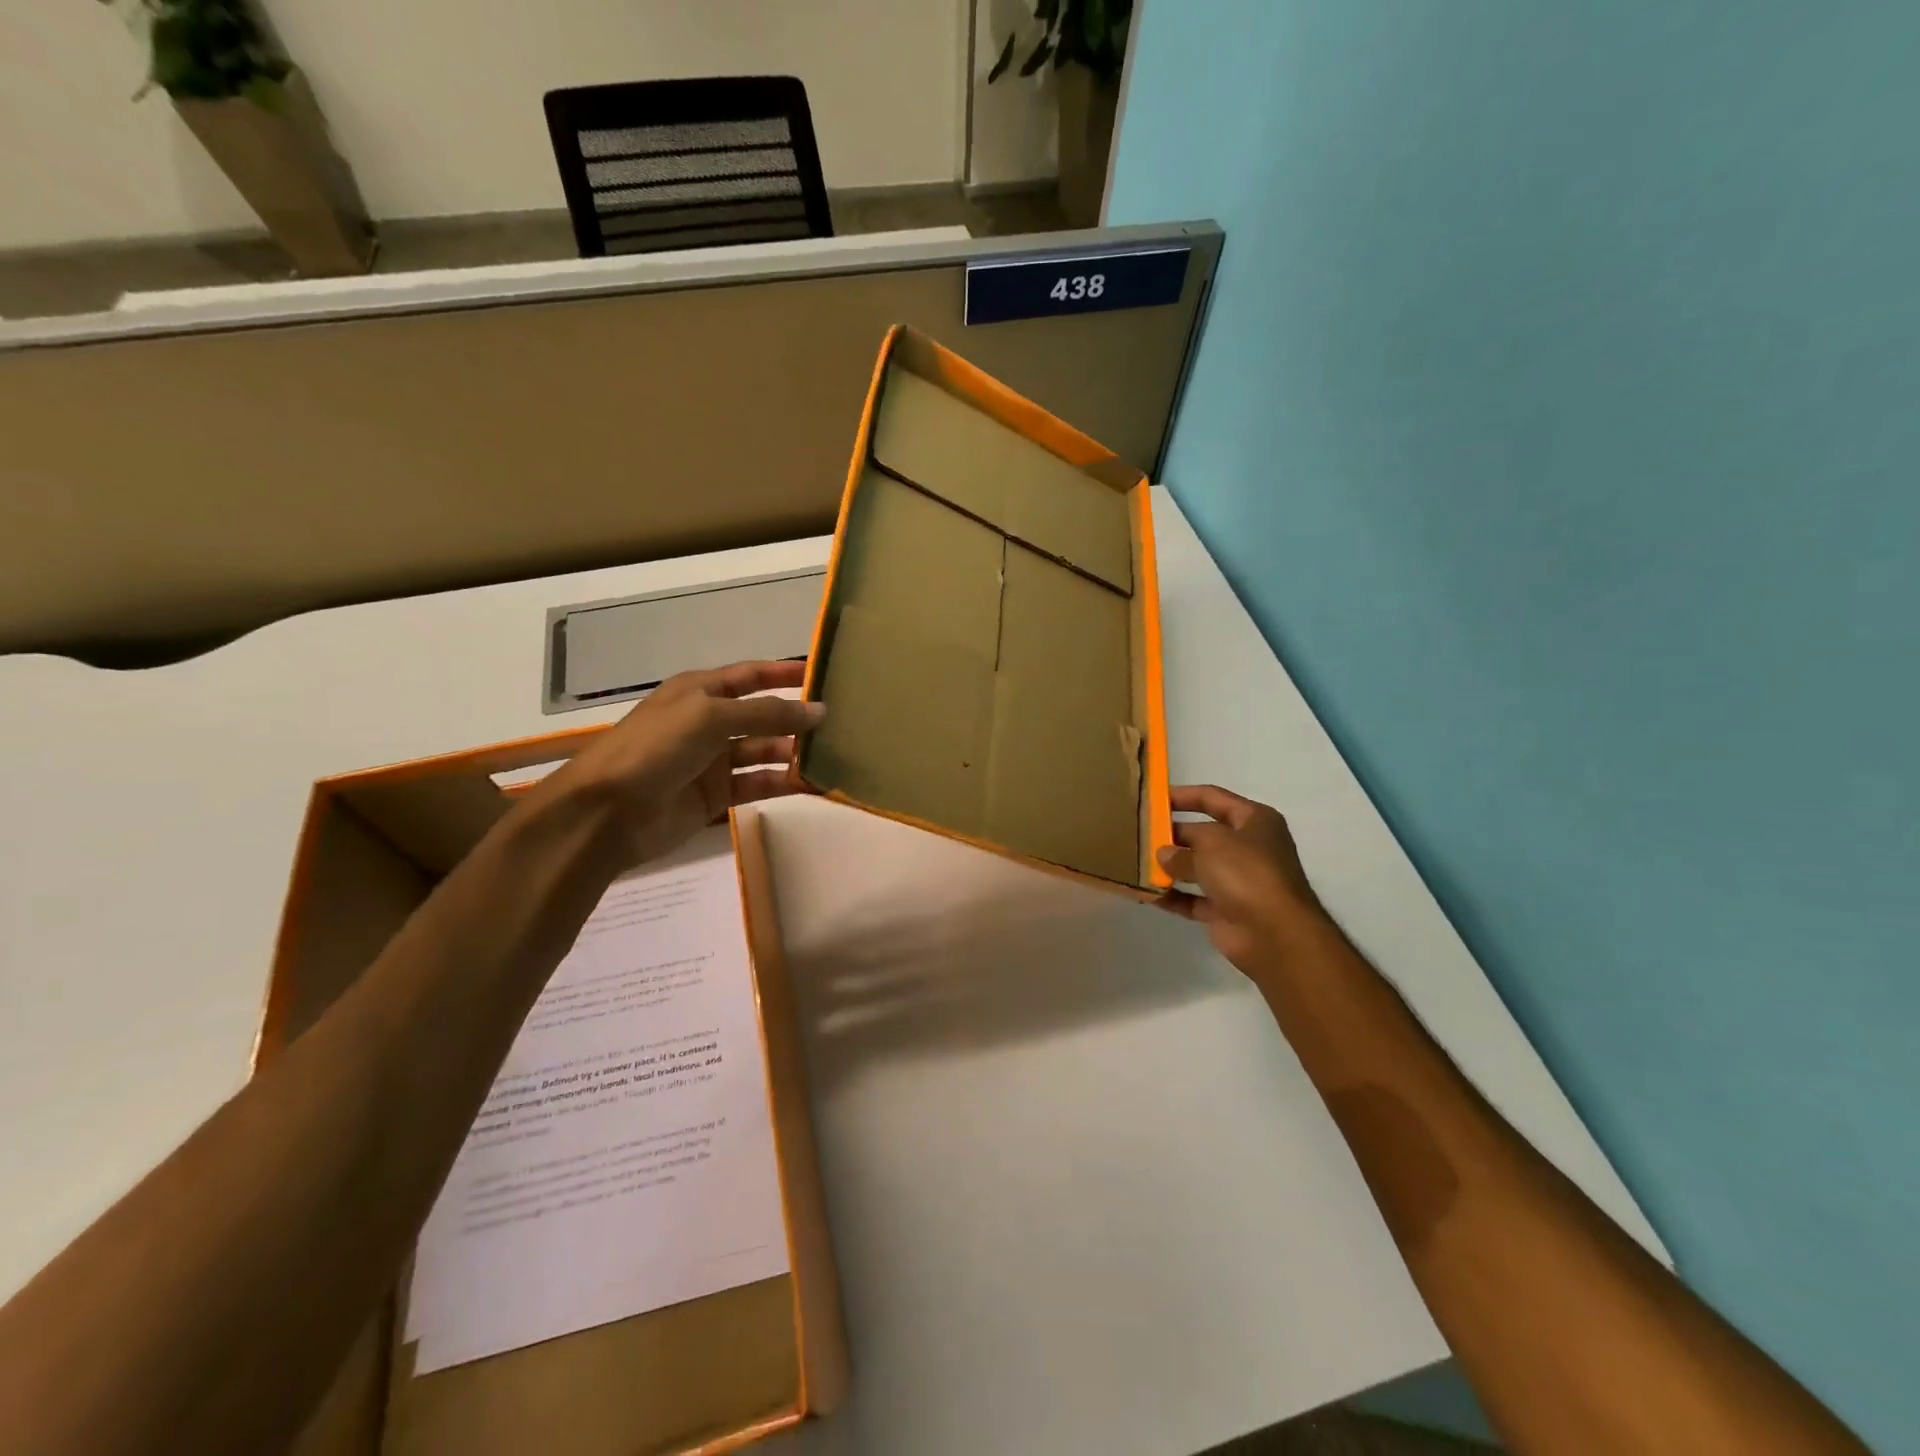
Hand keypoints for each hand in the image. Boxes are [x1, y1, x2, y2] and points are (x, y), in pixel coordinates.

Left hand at [538, 659, 823, 866]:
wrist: (607, 813)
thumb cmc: (655, 748)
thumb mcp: (710, 717)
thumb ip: (766, 713)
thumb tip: (818, 711)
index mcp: (700, 691)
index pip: (751, 675)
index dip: (785, 672)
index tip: (824, 675)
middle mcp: (708, 721)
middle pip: (762, 715)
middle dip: (796, 717)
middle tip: (841, 722)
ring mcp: (712, 760)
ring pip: (764, 751)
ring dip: (794, 752)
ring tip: (834, 755)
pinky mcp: (716, 795)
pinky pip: (758, 783)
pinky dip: (784, 782)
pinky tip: (813, 784)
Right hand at [1155, 784, 1331, 986]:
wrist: (1274, 933)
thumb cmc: (1246, 873)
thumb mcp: (1210, 844)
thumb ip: (1181, 846)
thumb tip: (1164, 854)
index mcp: (1254, 821)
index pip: (1213, 798)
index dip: (1183, 795)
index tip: (1152, 797)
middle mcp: (1248, 848)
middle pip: (1203, 834)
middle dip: (1171, 834)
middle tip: (1137, 832)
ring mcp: (1238, 881)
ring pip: (1196, 868)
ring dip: (1169, 867)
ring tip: (1135, 861)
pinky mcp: (1226, 910)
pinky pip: (1192, 899)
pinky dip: (1172, 896)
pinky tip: (1146, 893)